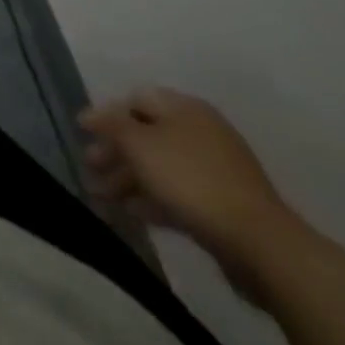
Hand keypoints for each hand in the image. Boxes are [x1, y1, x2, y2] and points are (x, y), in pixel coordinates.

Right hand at [79, 87, 298, 295]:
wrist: (260, 245)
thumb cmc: (190, 180)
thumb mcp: (138, 143)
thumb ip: (109, 125)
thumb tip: (89, 115)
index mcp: (184, 108)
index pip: (135, 99)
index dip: (106, 114)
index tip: (83, 134)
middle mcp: (200, 132)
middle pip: (146, 135)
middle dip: (114, 152)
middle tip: (90, 168)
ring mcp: (215, 171)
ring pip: (159, 167)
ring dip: (128, 180)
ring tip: (102, 198)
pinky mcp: (223, 206)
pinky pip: (177, 194)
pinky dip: (151, 200)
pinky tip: (131, 213)